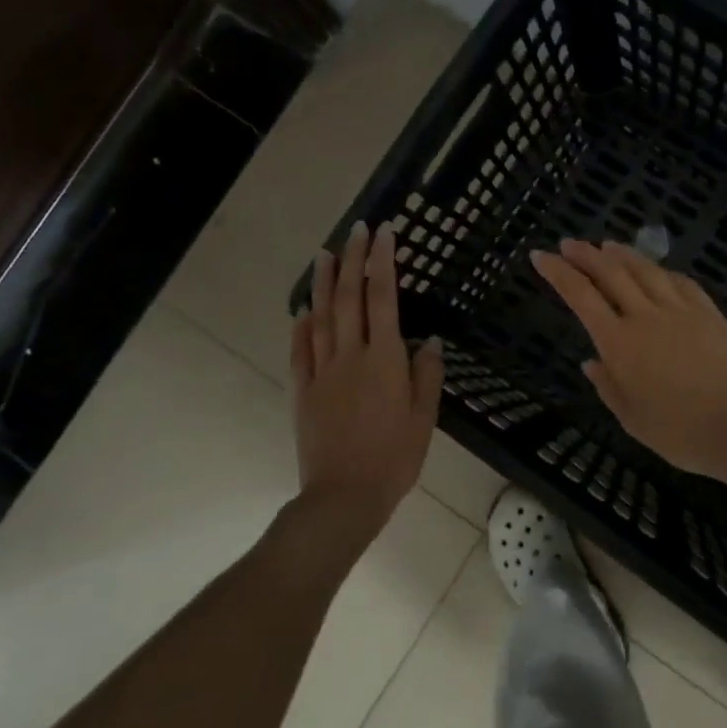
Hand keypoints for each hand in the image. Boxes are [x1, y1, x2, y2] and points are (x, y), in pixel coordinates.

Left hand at [291, 219, 443, 544]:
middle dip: (354, 260)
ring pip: (321, 316)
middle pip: (350, 298)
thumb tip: (426, 340)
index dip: (383, 263)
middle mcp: (350, 356)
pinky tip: (304, 309)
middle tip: (357, 230)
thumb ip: (426, 375)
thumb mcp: (424, 418)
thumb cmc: (394, 458)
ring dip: (324, 283)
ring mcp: (322, 371)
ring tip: (325, 254)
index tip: (385, 234)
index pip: (383, 299)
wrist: (344, 496)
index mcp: (384, 360)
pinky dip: (302, 325)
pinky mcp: (303, 390)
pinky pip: (300, 350)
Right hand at [531, 238, 726, 478]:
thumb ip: (608, 386)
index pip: (580, 295)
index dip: (558, 272)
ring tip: (607, 244)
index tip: (541, 256)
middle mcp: (645, 316)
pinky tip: (656, 269)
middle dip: (586, 254)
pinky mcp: (709, 312)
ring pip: (645, 269)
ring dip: (622, 253)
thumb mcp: (632, 419)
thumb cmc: (680, 432)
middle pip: (611, 272)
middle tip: (569, 243)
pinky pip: (680, 281)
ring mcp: (680, 310)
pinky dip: (661, 270)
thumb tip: (591, 362)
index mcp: (619, 342)